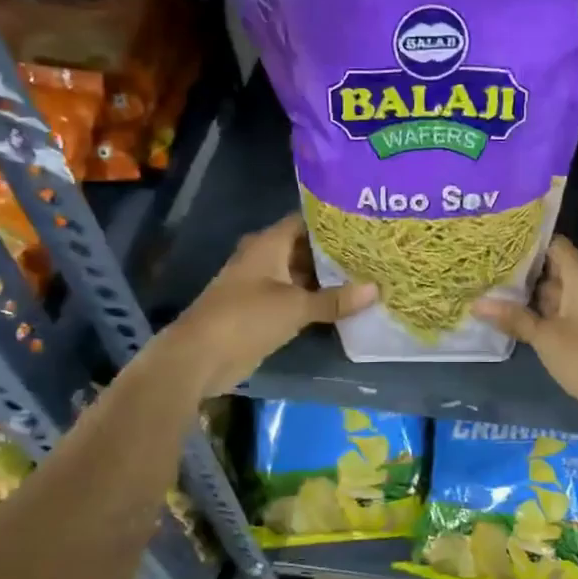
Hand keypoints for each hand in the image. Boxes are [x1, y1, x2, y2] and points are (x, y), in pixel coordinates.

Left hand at [162, 214, 374, 396]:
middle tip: (374, 252)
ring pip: (303, 275)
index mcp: (269, 244)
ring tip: (369, 275)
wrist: (200, 357)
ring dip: (329, 279)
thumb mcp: (296, 307)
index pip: (306, 221)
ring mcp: (263, 285)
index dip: (333, 222)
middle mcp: (266, 258)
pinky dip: (317, 300)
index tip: (365, 224)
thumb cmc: (246, 318)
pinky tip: (345, 303)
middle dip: (336, 252)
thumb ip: (335, 299)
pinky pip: (297, 298)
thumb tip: (376, 289)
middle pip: (306, 248)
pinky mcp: (264, 311)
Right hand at [473, 236, 577, 429]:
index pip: (554, 245)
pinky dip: (551, 310)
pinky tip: (524, 318)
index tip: (500, 250)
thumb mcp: (545, 338)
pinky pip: (572, 307)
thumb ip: (513, 317)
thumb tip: (477, 303)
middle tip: (490, 274)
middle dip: (526, 272)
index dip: (528, 245)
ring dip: (536, 294)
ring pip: (563, 289)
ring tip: (498, 293)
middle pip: (557, 267)